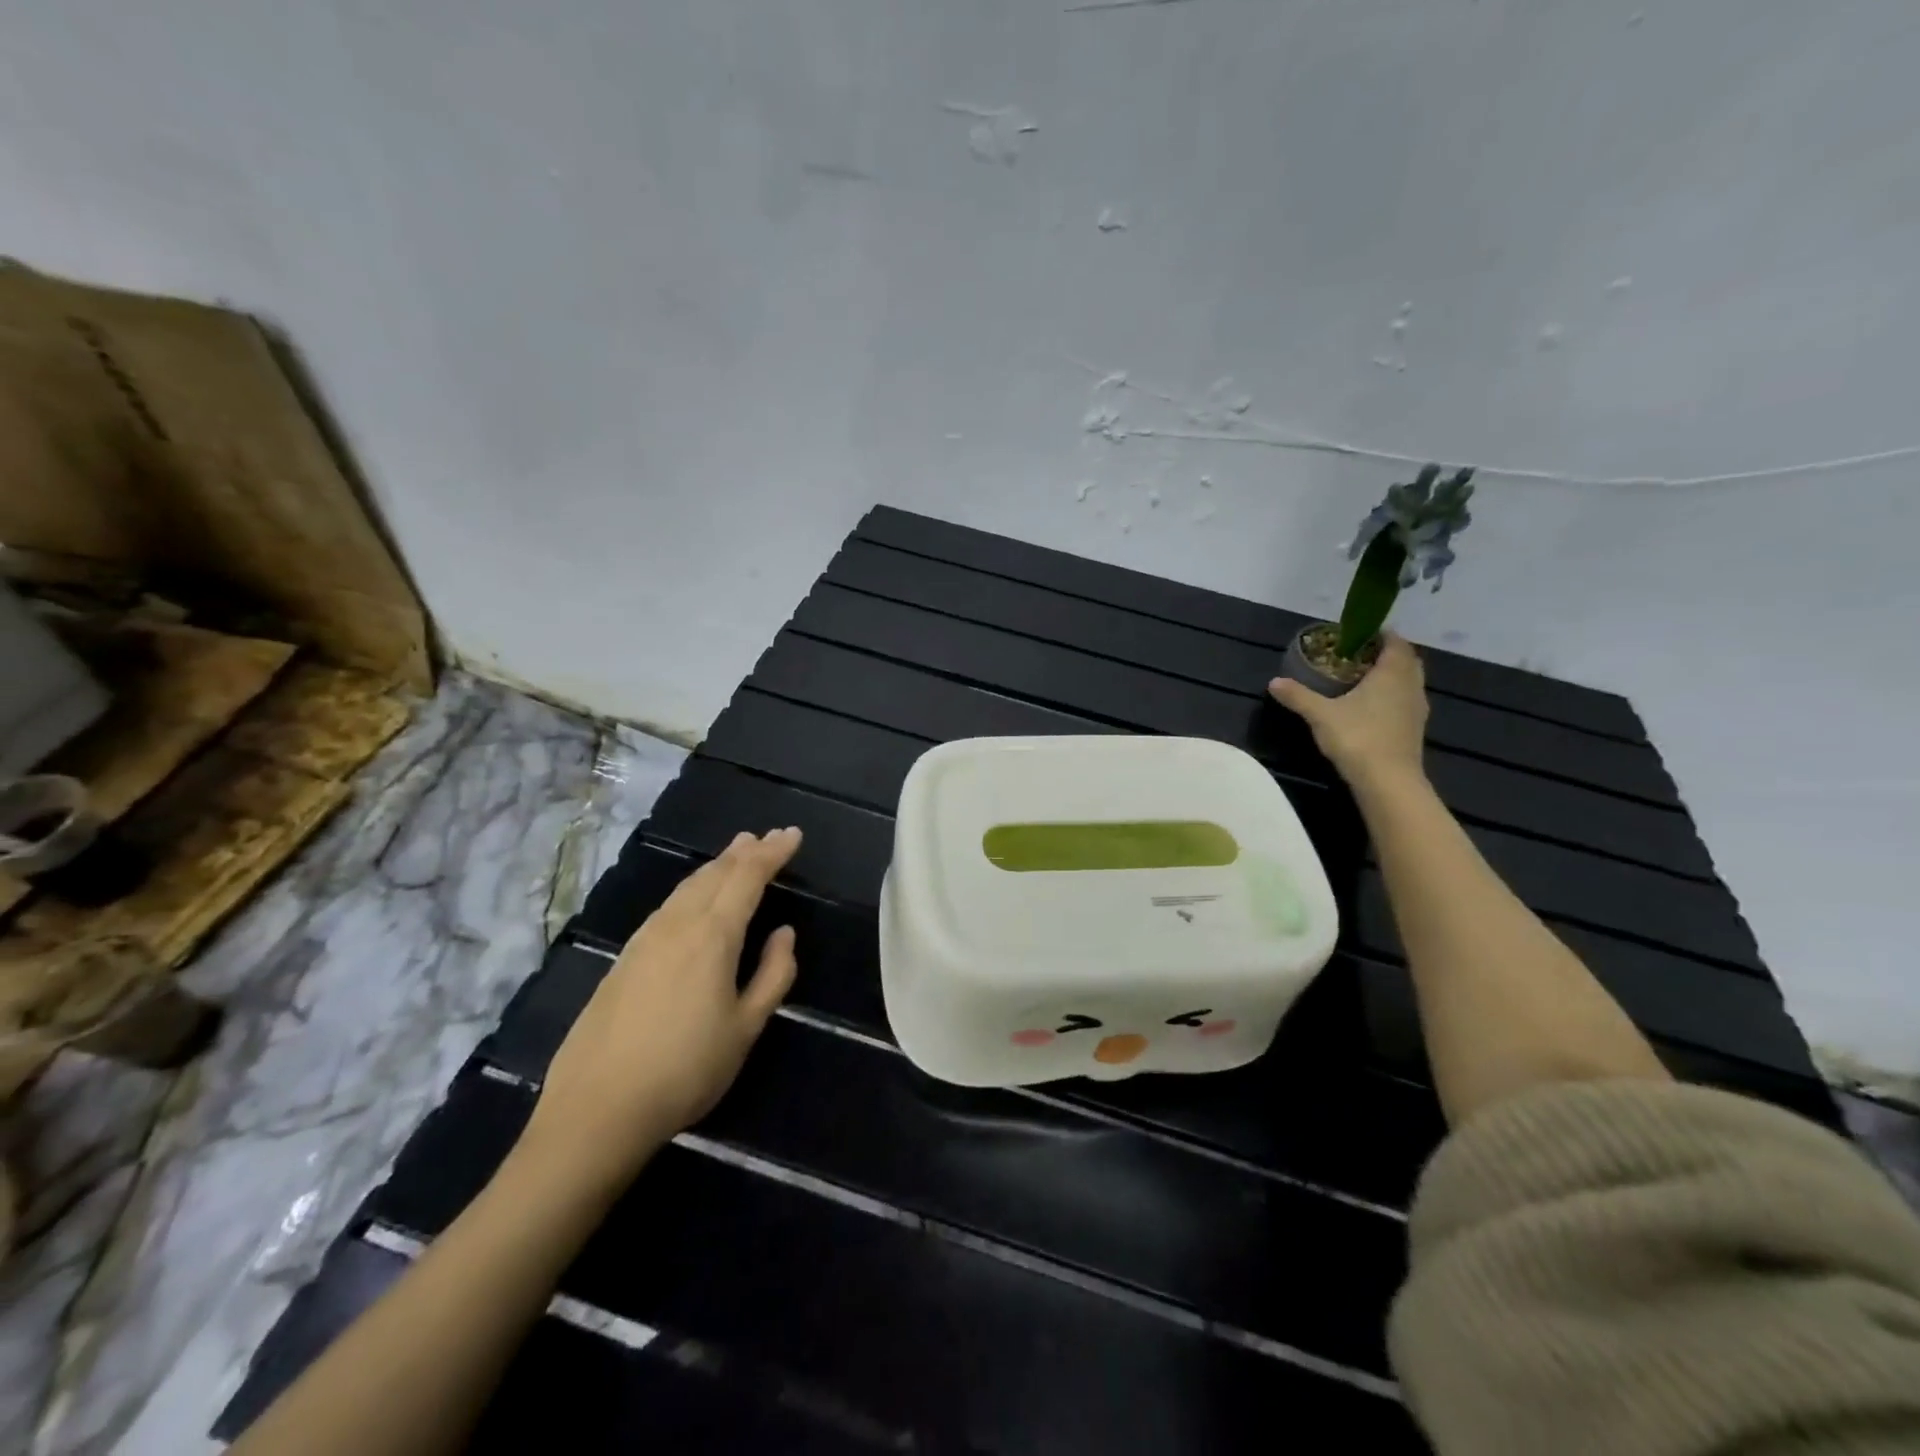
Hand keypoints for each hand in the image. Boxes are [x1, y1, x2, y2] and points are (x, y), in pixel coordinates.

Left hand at [521, 827, 802, 1190]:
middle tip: (767, 837)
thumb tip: (784, 934)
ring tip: (734, 855)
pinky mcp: (623, 960)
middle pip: (715, 874)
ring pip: (686, 887)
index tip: (793, 835)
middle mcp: (677, 925)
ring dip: (716, 867)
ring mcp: (644, 940)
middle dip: (744, 852)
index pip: (748, 878)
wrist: (596, 1111)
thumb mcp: (746, 1028)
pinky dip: (690, 890)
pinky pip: (667, 906)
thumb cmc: (686, 1071)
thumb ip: (773, 975)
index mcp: (712, 936)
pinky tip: (691, 900)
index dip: (772, 853)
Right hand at [1268, 633, 1429, 786]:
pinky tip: (1372, 707)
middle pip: (1406, 659)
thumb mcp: (1320, 714)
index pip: (1395, 642)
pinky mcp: (1415, 728)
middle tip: (1358, 656)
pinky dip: (1393, 695)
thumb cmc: (1357, 738)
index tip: (1358, 634)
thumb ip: (1298, 696)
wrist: (1388, 781)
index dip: (1380, 634)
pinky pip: (1406, 700)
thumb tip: (1274, 682)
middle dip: (1386, 654)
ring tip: (1363, 679)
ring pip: (1409, 681)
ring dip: (1392, 675)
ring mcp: (1417, 708)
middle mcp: (1410, 685)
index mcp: (1392, 673)